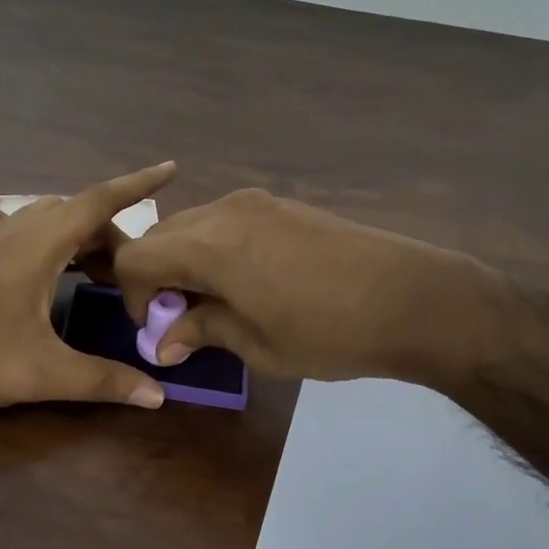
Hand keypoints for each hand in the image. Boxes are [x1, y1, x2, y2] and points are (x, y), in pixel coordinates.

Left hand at [0, 163, 176, 411]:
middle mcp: (14, 229)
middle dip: (111, 237)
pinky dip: (32, 229)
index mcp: (38, 244)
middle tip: (130, 278)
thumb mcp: (41, 373)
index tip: (171, 169)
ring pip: (44, 216)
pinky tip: (29, 253)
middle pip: (76, 214)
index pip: (99, 202)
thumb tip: (158, 395)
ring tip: (93, 269)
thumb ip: (102, 381)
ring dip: (75, 234)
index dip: (138, 185)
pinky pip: (8, 223)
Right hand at [113, 187, 493, 381]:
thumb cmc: (330, 332)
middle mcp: (225, 211)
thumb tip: (164, 341)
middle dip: (157, 277)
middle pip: (161, 236)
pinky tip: (248, 281)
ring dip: (186, 262)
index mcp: (211, 246)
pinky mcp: (284, 205)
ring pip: (193, 226)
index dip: (133, 296)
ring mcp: (258, 203)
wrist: (414, 299)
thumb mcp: (258, 345)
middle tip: (184, 318)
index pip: (137, 258)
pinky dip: (215, 249)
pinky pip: (226, 222)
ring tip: (217, 301)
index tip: (158, 328)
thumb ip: (202, 330)